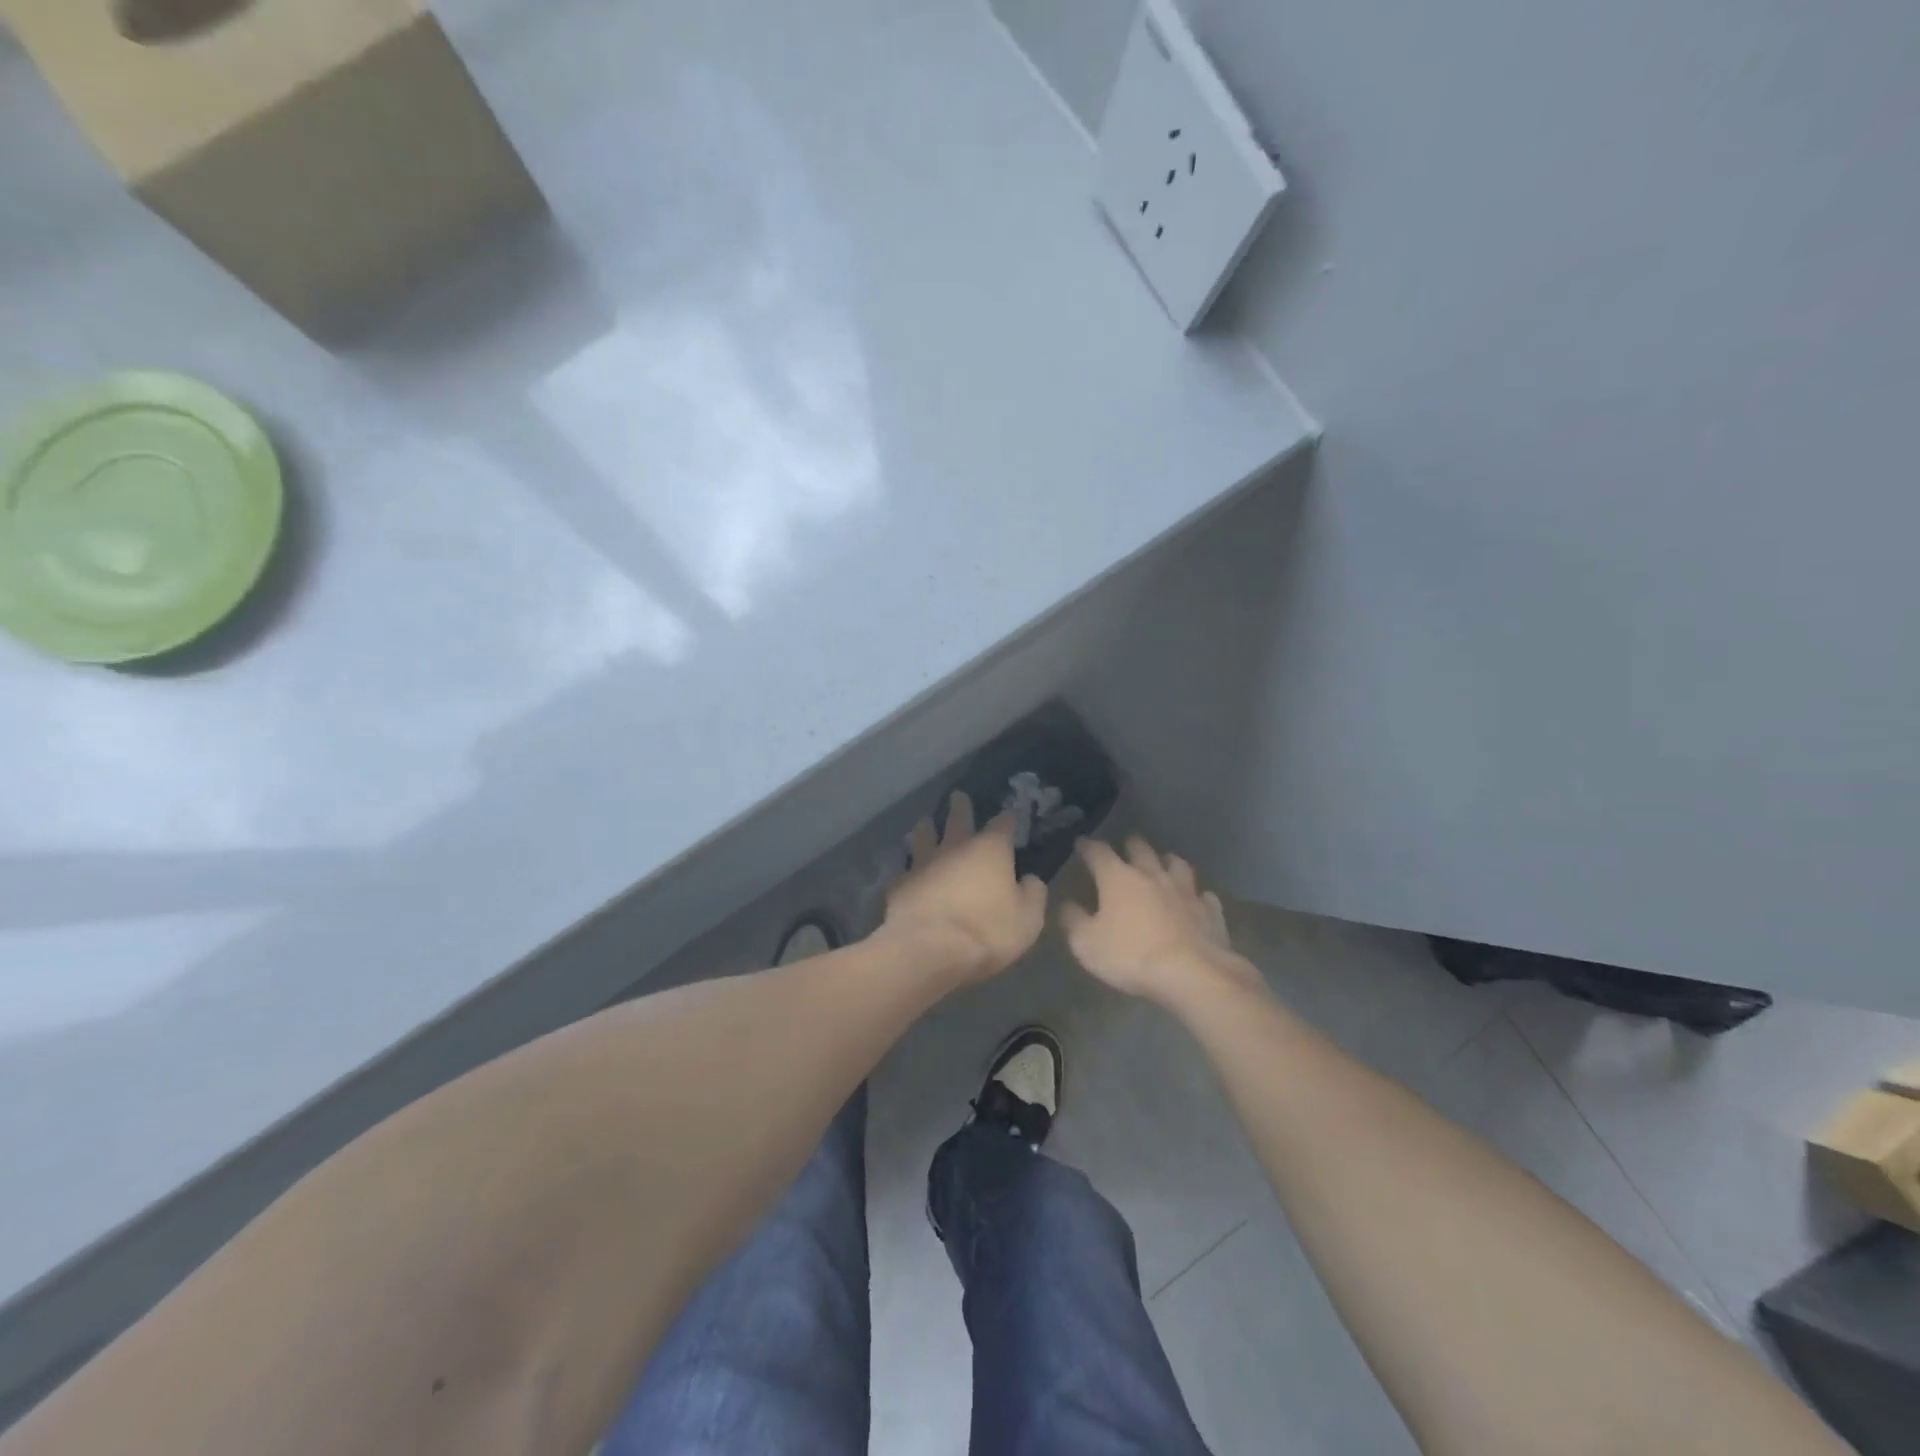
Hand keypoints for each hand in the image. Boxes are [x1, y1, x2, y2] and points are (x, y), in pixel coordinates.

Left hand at [882, 791, 1047, 983]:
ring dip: (926, 828)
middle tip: (958, 796)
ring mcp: (923, 863)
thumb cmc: (987, 932)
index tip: (1010, 814)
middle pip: (957, 818)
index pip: (1002, 824)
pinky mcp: (900, 884)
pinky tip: (907, 870)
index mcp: (990, 850)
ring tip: (926, 823)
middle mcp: (955, 847)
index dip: (1008, 818)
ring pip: (923, 835)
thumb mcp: (1028, 920)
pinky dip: (909, 867)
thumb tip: (1030, 879)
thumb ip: (1033, 894)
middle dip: (960, 806)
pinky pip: (905, 868)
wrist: (930, 950)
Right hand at [1060, 836, 1255, 1004]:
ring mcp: (1185, 890)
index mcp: (1118, 878)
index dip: (1087, 846)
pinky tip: (1195, 901)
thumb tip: (1067, 904)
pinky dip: (1196, 895)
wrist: (1191, 974)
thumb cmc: (1131, 956)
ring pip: (1176, 863)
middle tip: (1125, 848)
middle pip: (1140, 848)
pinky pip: (1203, 895)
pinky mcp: (1209, 910)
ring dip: (1166, 861)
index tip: (1081, 844)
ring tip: (1162, 865)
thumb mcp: (1086, 944)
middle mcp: (1152, 874)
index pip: (1098, 851)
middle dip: (1130, 844)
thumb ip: (1073, 920)